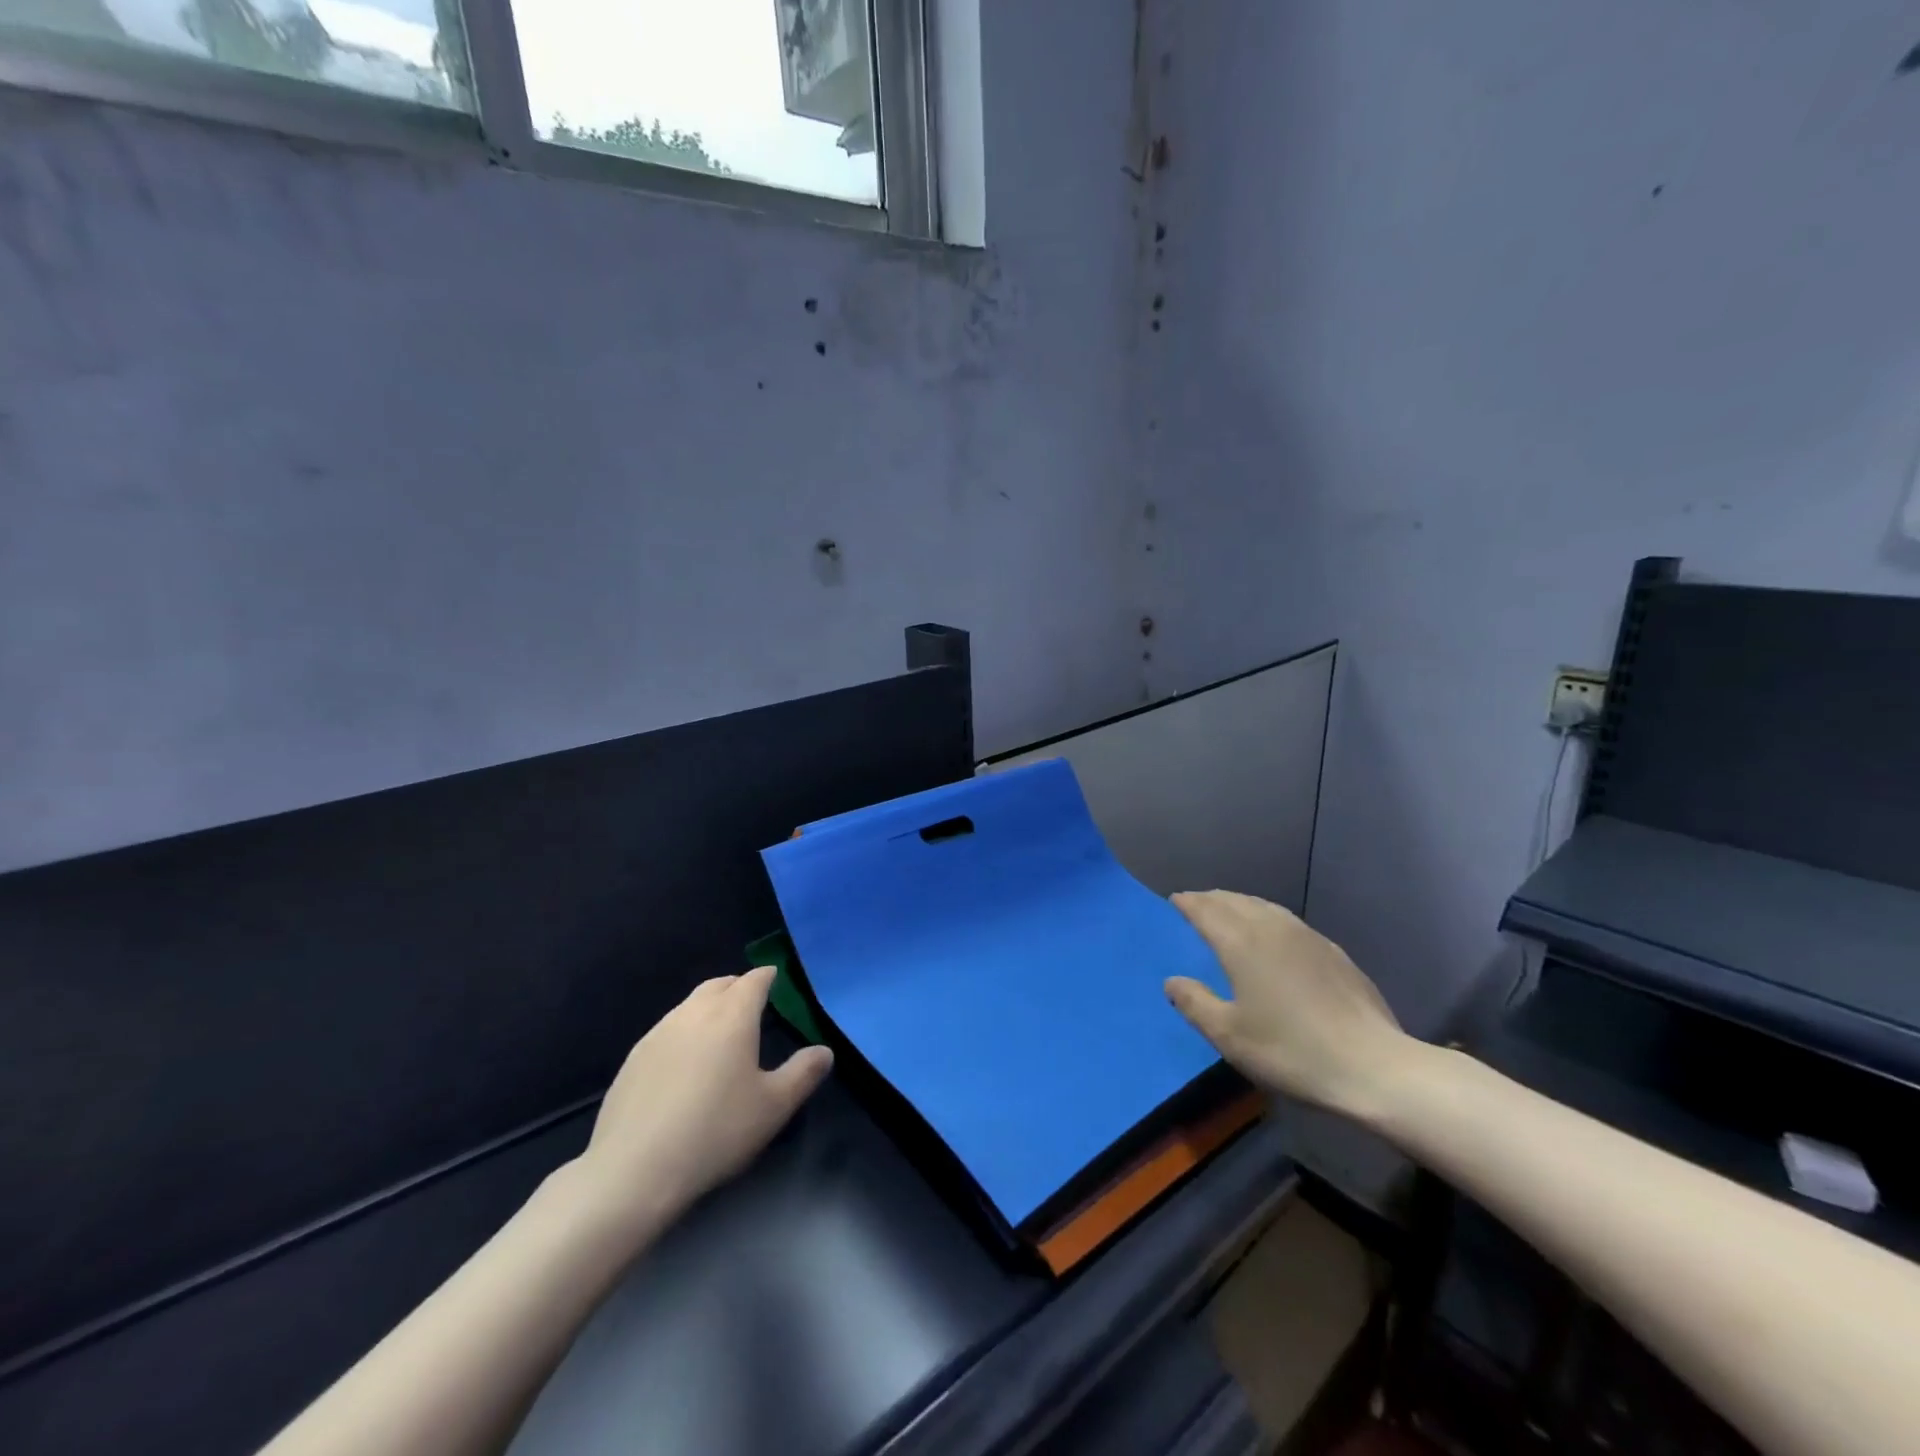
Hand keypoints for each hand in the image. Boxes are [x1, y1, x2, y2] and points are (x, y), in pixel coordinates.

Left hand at [567, 966, 832, 1240]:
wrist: (633, 1170)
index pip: (753, 980)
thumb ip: (803, 1073)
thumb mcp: (773, 1107)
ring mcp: (658, 1033)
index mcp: (732, 1016)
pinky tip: (685, 1063)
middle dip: (738, 986)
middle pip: (719, 984)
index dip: (767, 976)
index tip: (777, 979)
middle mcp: (694, 1013)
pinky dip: (684, 1031)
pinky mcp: (634, 1058)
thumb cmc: (715, 1132)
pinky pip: (667, 1029)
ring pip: (690, 1005)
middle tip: (752, 1003)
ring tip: (720, 1031)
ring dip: (709, 1007)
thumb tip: (824, 1051)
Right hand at [1165, 890, 1410, 1117]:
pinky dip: (1268, 918)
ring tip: (1230, 912)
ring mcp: (1307, 938)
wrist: (1373, 1067)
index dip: (1188, 903)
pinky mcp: (1333, 953)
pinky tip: (1274, 936)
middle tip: (1196, 903)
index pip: (1207, 910)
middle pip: (1236, 901)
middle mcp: (1272, 929)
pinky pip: (1288, 921)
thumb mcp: (1230, 1036)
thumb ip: (1195, 1004)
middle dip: (1212, 899)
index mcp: (1242, 943)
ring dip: (1241, 904)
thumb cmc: (1291, 1051)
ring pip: (1265, 907)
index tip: (1175, 900)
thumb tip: (1172, 981)